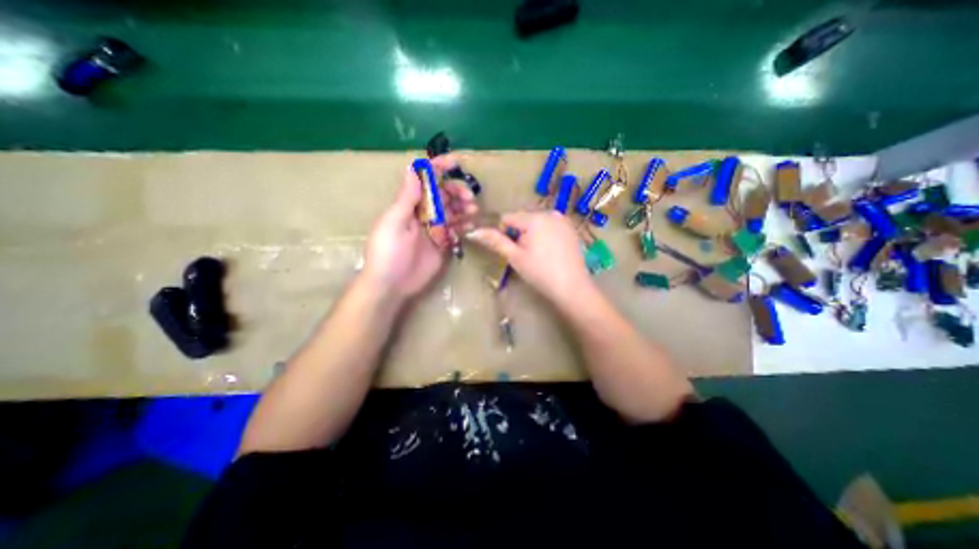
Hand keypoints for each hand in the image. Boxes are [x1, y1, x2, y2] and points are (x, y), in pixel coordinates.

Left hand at [360, 158, 480, 300]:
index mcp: (410, 204)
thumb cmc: (389, 251)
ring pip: (453, 211)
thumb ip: (407, 197)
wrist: (392, 285)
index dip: (439, 169)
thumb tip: (413, 167)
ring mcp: (434, 229)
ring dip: (464, 207)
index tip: (456, 163)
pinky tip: (471, 225)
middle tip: (469, 198)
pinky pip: (456, 230)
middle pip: (444, 195)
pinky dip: (464, 225)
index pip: (425, 181)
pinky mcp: (443, 243)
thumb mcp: (394, 222)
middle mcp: (423, 213)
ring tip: (473, 210)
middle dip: (457, 191)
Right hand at [468, 211, 591, 308]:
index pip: (508, 217)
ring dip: (532, 234)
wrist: (572, 288)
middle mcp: (550, 213)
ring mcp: (563, 220)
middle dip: (520, 233)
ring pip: (537, 222)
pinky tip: (550, 252)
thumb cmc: (540, 273)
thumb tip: (474, 231)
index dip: (504, 233)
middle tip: (526, 255)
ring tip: (538, 255)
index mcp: (535, 218)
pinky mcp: (571, 228)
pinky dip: (545, 235)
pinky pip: (550, 226)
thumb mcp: (515, 257)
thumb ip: (495, 241)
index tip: (512, 250)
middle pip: (523, 219)